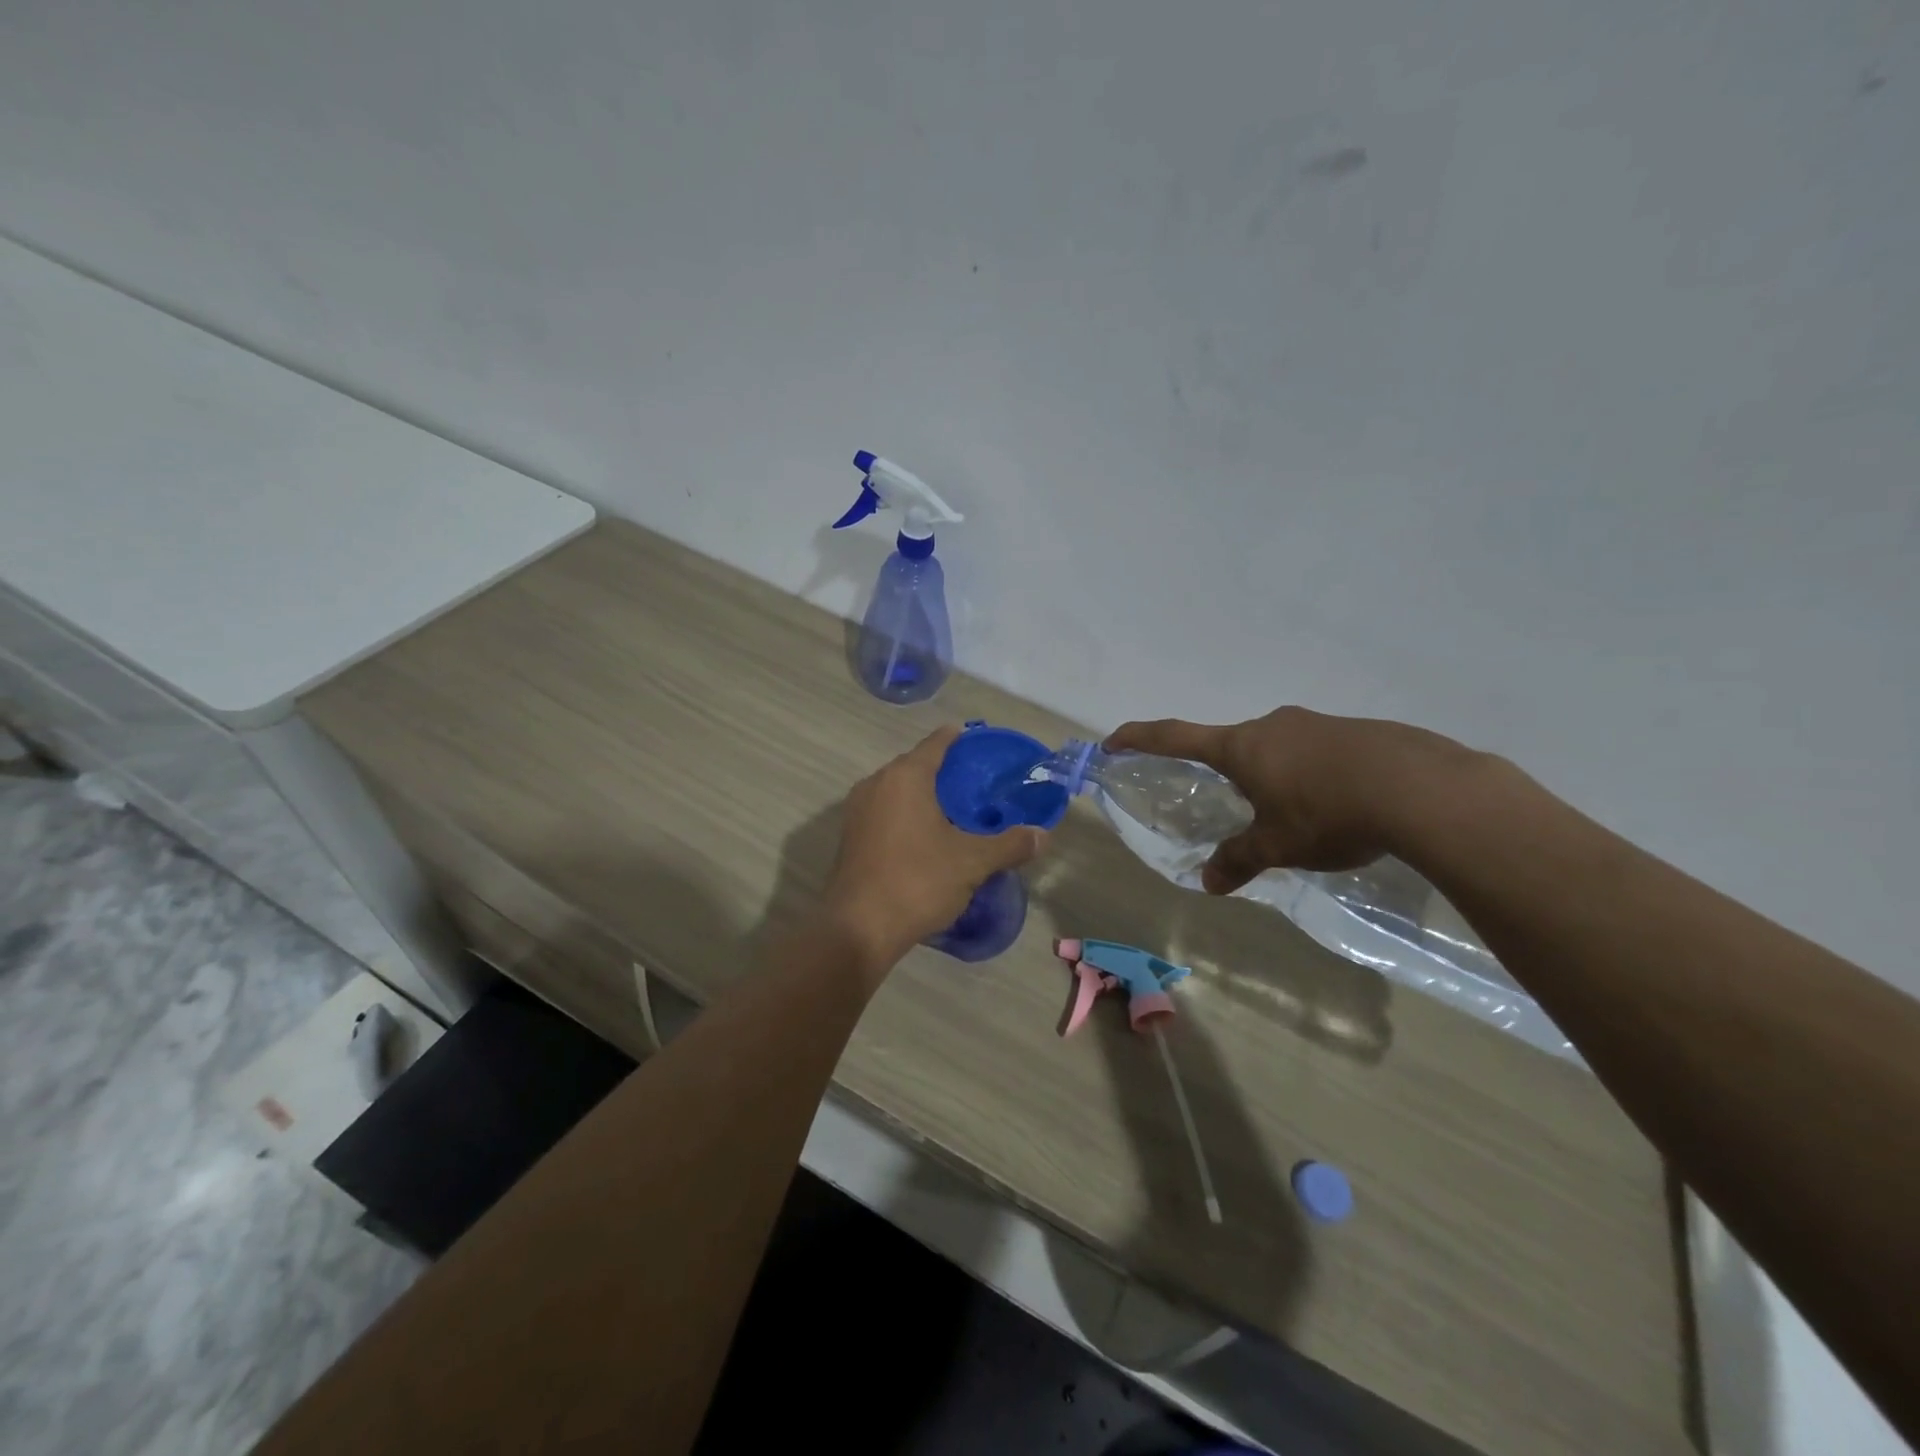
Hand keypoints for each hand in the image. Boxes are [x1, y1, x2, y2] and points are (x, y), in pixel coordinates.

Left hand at [823, 726, 1048, 977]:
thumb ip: (1009, 844)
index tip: (979, 743)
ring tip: (955, 811)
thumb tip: (1042, 835)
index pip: (937, 743)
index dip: (959, 739)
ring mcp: (857, 810)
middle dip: (944, 772)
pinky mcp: (850, 837)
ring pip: (897, 791)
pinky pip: (885, 812)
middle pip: (915, 765)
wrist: (858, 928)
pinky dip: (906, 816)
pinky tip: (927, 837)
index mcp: (905, 776)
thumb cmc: (917, 881)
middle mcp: (876, 783)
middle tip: (977, 785)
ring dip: (923, 796)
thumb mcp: (972, 862)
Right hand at [1105, 708, 1479, 894]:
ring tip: (1298, 816)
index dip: (1140, 738)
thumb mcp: (1278, 846)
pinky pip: (1317, 751)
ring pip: (1278, 748)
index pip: (1175, 737)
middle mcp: (1272, 726)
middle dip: (1227, 772)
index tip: (1113, 741)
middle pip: (1232, 745)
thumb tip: (1209, 883)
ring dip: (1274, 775)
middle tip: (1238, 807)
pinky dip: (1312, 775)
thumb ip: (1239, 859)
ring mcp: (1315, 724)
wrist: (1420, 788)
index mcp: (1241, 747)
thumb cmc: (1327, 813)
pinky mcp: (1355, 731)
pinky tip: (1340, 805)